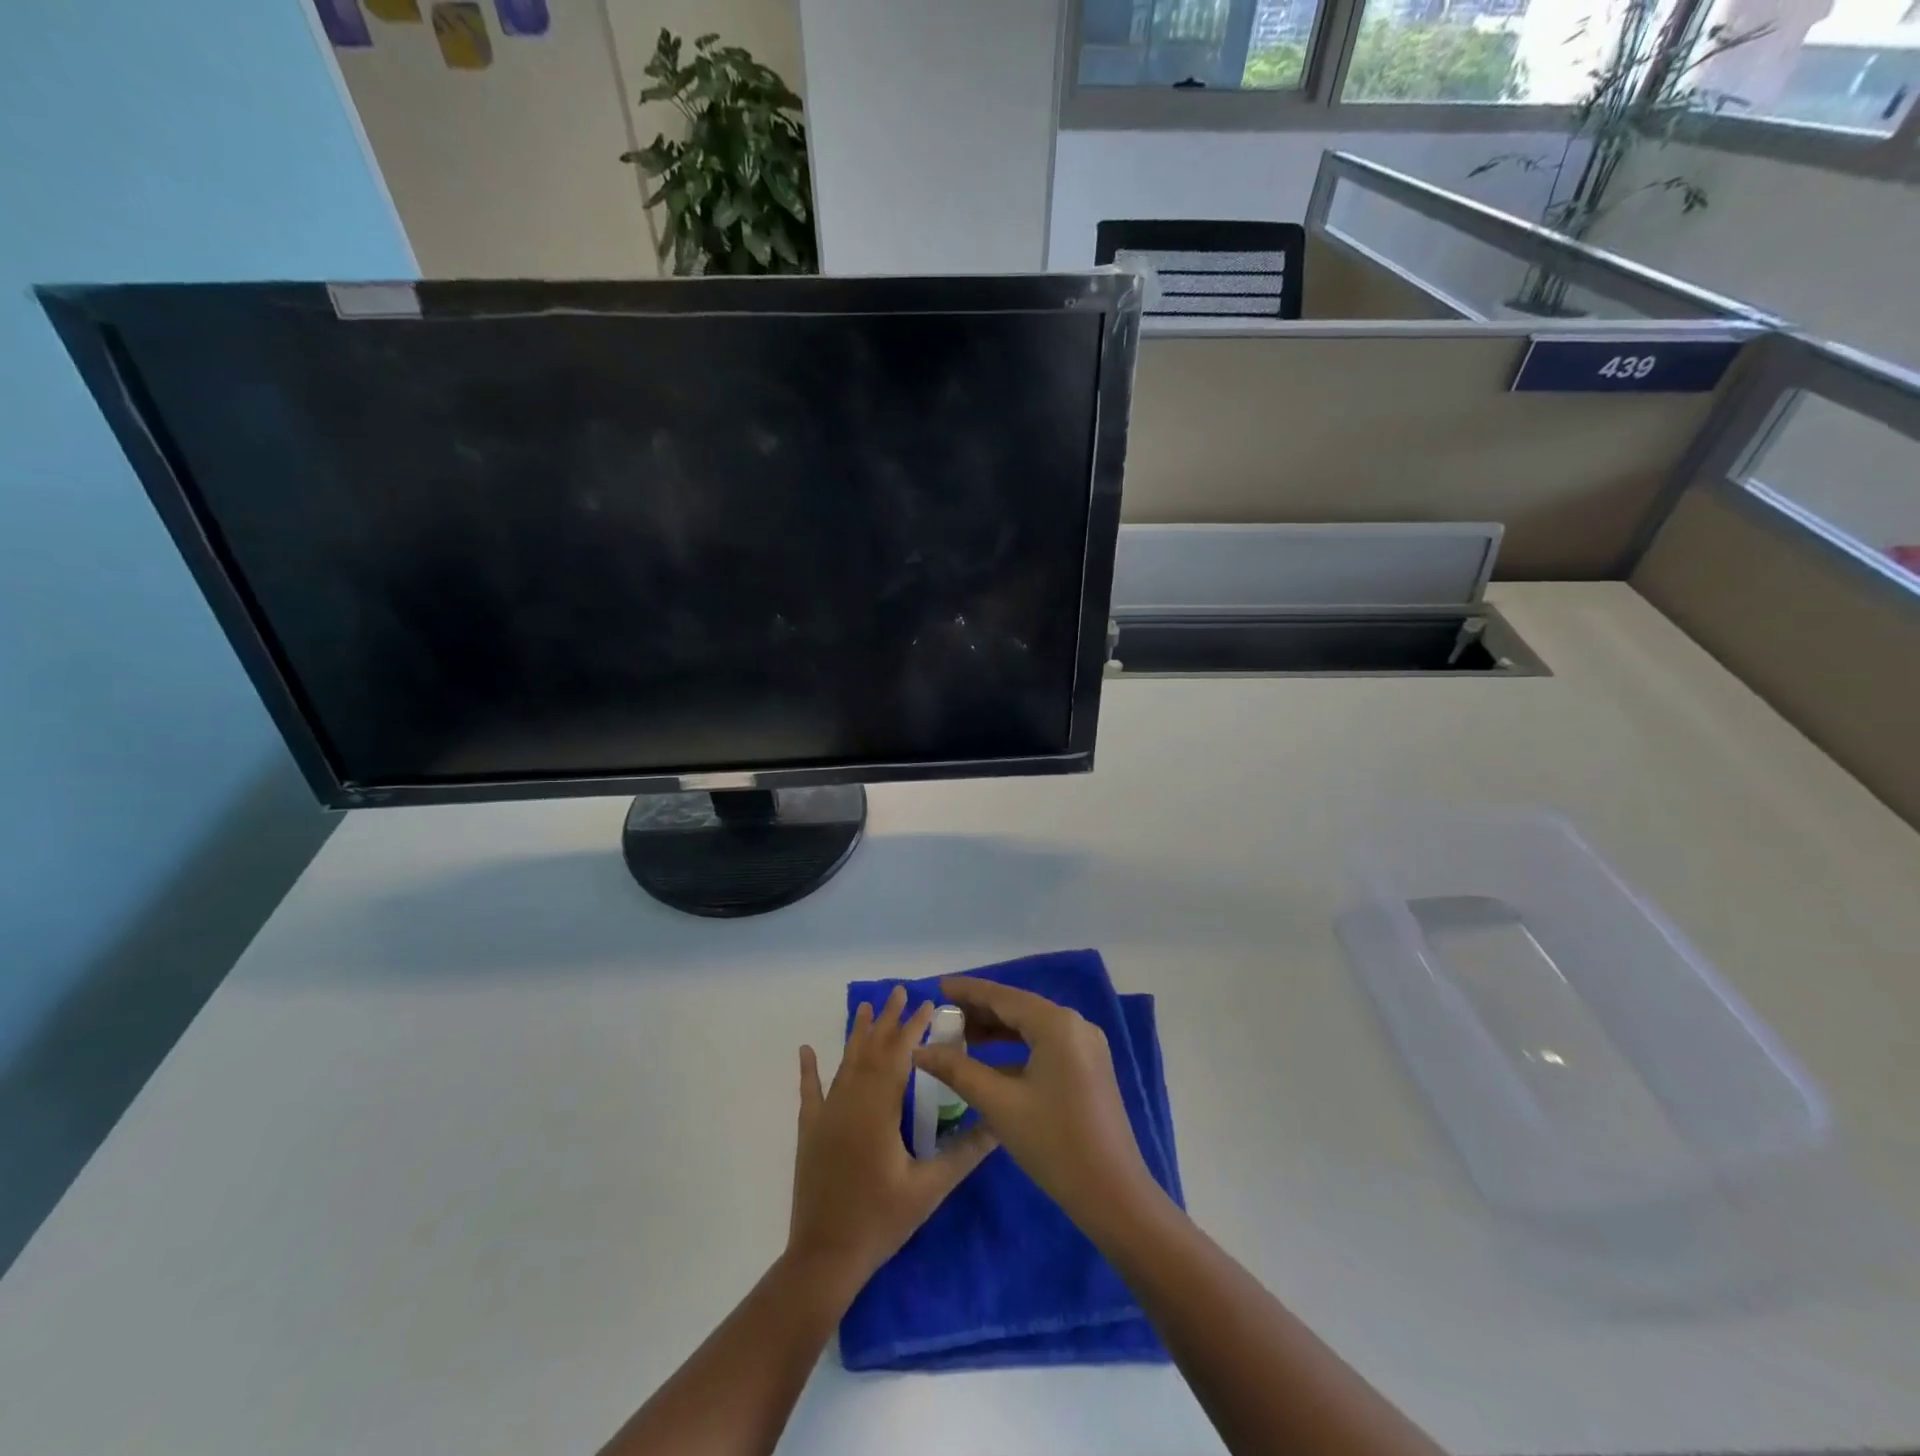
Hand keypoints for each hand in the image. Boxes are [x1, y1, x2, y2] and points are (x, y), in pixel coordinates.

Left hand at [788, 985, 995, 1299]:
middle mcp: (851, 1101)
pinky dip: (809, 1069)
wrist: (824, 1258)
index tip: (928, 1003)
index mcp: (880, 1110)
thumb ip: (964, 1154)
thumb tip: (999, 1126)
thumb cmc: (880, 1221)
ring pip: (846, 1063)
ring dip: (858, 1034)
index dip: (914, 1027)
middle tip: (900, 991)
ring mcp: (827, 1115)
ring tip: (867, 1006)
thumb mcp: (929, 1189)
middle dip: (888, 1020)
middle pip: (872, 1050)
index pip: (900, 1056)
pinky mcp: (811, 1131)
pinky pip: (809, 1092)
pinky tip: (806, 1049)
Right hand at [912, 977, 1161, 1234]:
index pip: (1002, 996)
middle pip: (1018, 1008)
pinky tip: (993, 1062)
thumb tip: (920, 1050)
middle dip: (980, 1010)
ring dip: (997, 1030)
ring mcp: (1086, 1046)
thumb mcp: (999, 1104)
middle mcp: (1074, 1024)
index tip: (938, 985)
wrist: (1113, 1194)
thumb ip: (957, 1070)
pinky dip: (1017, 1048)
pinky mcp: (1089, 1067)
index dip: (967, 991)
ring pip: (1032, 1026)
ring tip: (960, 1036)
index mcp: (1056, 1023)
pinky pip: (1046, 1044)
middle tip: (943, 1016)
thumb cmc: (1053, 1143)